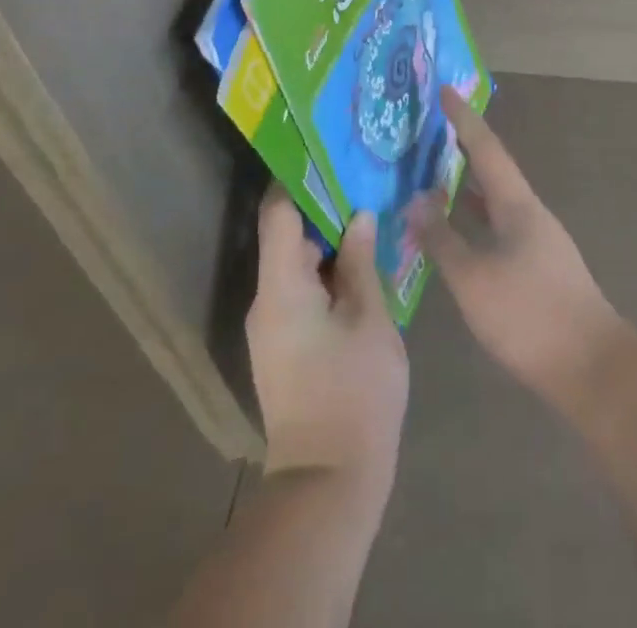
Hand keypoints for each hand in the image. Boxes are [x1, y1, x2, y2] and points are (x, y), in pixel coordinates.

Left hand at [247, 190, 407, 502]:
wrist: (328, 484)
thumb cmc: (354, 394)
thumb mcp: (370, 320)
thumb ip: (361, 262)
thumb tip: (359, 216)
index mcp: (281, 286)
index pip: (277, 212)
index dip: (298, 177)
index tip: (327, 151)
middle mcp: (267, 299)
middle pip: (287, 234)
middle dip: (324, 207)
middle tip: (363, 179)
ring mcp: (273, 325)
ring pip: (297, 263)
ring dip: (329, 240)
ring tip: (369, 212)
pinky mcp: (285, 345)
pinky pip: (302, 290)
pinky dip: (328, 270)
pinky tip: (363, 262)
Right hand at [411, 89, 625, 411]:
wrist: (593, 369)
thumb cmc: (529, 316)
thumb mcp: (473, 278)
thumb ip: (442, 238)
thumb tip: (417, 199)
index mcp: (517, 204)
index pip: (486, 147)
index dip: (464, 118)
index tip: (444, 89)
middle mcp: (530, 213)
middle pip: (493, 169)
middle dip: (463, 147)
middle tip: (430, 130)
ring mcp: (538, 241)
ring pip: (496, 201)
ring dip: (468, 185)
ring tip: (434, 175)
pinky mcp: (538, 268)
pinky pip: (498, 227)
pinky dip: (475, 219)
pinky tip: (457, 233)